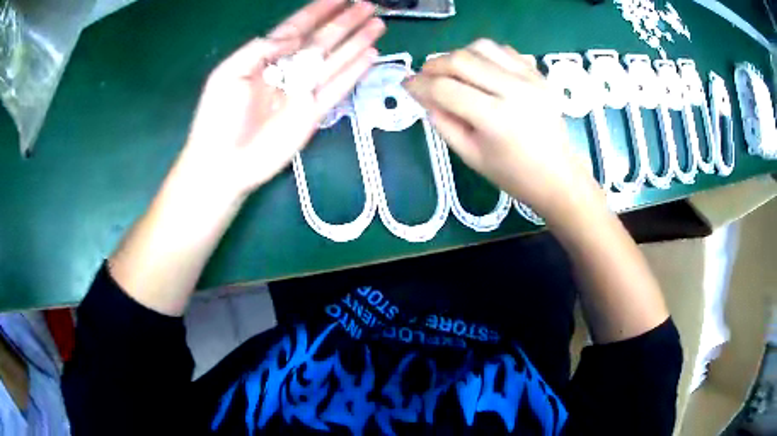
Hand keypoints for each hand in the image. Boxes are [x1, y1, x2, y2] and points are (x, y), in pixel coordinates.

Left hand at [173, 0, 384, 201]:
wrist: (223, 163)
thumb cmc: (217, 118)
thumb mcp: (227, 74)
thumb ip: (258, 49)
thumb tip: (292, 35)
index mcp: (266, 58)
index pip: (297, 27)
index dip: (318, 11)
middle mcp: (289, 70)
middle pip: (322, 40)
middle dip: (344, 21)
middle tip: (367, 5)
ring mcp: (303, 91)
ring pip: (335, 60)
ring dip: (356, 42)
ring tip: (377, 24)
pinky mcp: (313, 113)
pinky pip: (337, 88)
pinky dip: (354, 72)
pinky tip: (370, 55)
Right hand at [404, 39, 598, 218]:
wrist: (559, 176)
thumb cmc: (514, 175)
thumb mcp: (471, 156)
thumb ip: (443, 122)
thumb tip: (422, 95)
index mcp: (495, 119)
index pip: (445, 89)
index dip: (419, 85)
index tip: (407, 85)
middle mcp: (514, 91)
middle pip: (461, 60)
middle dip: (435, 65)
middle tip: (426, 77)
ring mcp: (530, 79)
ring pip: (481, 47)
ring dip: (459, 55)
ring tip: (453, 72)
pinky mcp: (538, 74)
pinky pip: (504, 50)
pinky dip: (484, 55)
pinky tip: (480, 70)